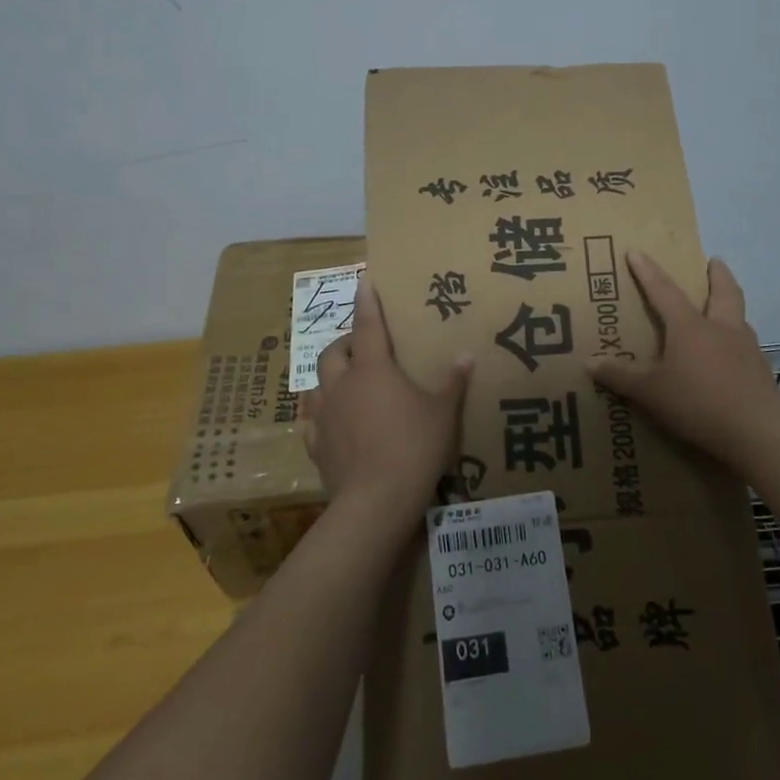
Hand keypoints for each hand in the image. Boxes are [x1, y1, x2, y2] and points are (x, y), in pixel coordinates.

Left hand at [302, 279, 473, 528]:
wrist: (377, 500)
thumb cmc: (414, 446)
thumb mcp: (443, 413)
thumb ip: (453, 381)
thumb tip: (466, 355)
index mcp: (373, 369)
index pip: (367, 324)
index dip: (367, 301)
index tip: (363, 280)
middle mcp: (342, 385)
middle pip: (333, 352)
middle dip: (345, 343)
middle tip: (362, 347)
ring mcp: (325, 416)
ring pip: (317, 384)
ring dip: (330, 378)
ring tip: (345, 383)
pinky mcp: (317, 445)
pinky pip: (313, 422)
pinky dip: (321, 416)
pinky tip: (330, 423)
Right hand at [587, 252, 779, 474]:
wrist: (757, 431)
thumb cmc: (697, 403)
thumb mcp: (650, 392)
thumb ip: (621, 376)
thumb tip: (589, 362)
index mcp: (689, 327)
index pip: (664, 291)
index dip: (647, 271)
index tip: (636, 251)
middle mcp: (721, 329)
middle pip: (723, 292)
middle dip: (717, 274)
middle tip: (714, 261)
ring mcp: (746, 348)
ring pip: (740, 316)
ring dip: (732, 305)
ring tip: (725, 307)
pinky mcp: (760, 371)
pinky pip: (748, 345)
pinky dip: (739, 339)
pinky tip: (735, 353)